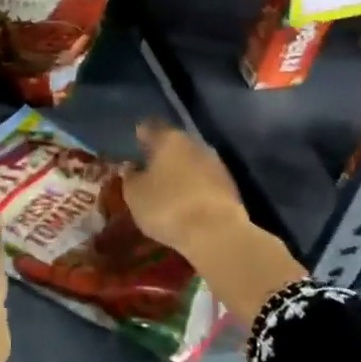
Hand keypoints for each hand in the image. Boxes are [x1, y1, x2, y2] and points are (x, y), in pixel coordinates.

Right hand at [119, 120, 250, 258]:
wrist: (217, 234)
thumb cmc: (168, 207)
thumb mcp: (135, 194)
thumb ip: (130, 177)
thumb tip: (131, 167)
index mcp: (169, 139)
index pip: (150, 127)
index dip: (140, 136)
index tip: (133, 145)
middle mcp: (195, 144)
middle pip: (173, 144)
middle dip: (161, 155)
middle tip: (147, 169)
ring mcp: (216, 164)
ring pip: (191, 162)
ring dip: (179, 172)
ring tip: (166, 188)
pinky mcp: (230, 187)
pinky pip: (204, 181)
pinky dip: (194, 187)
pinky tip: (185, 202)